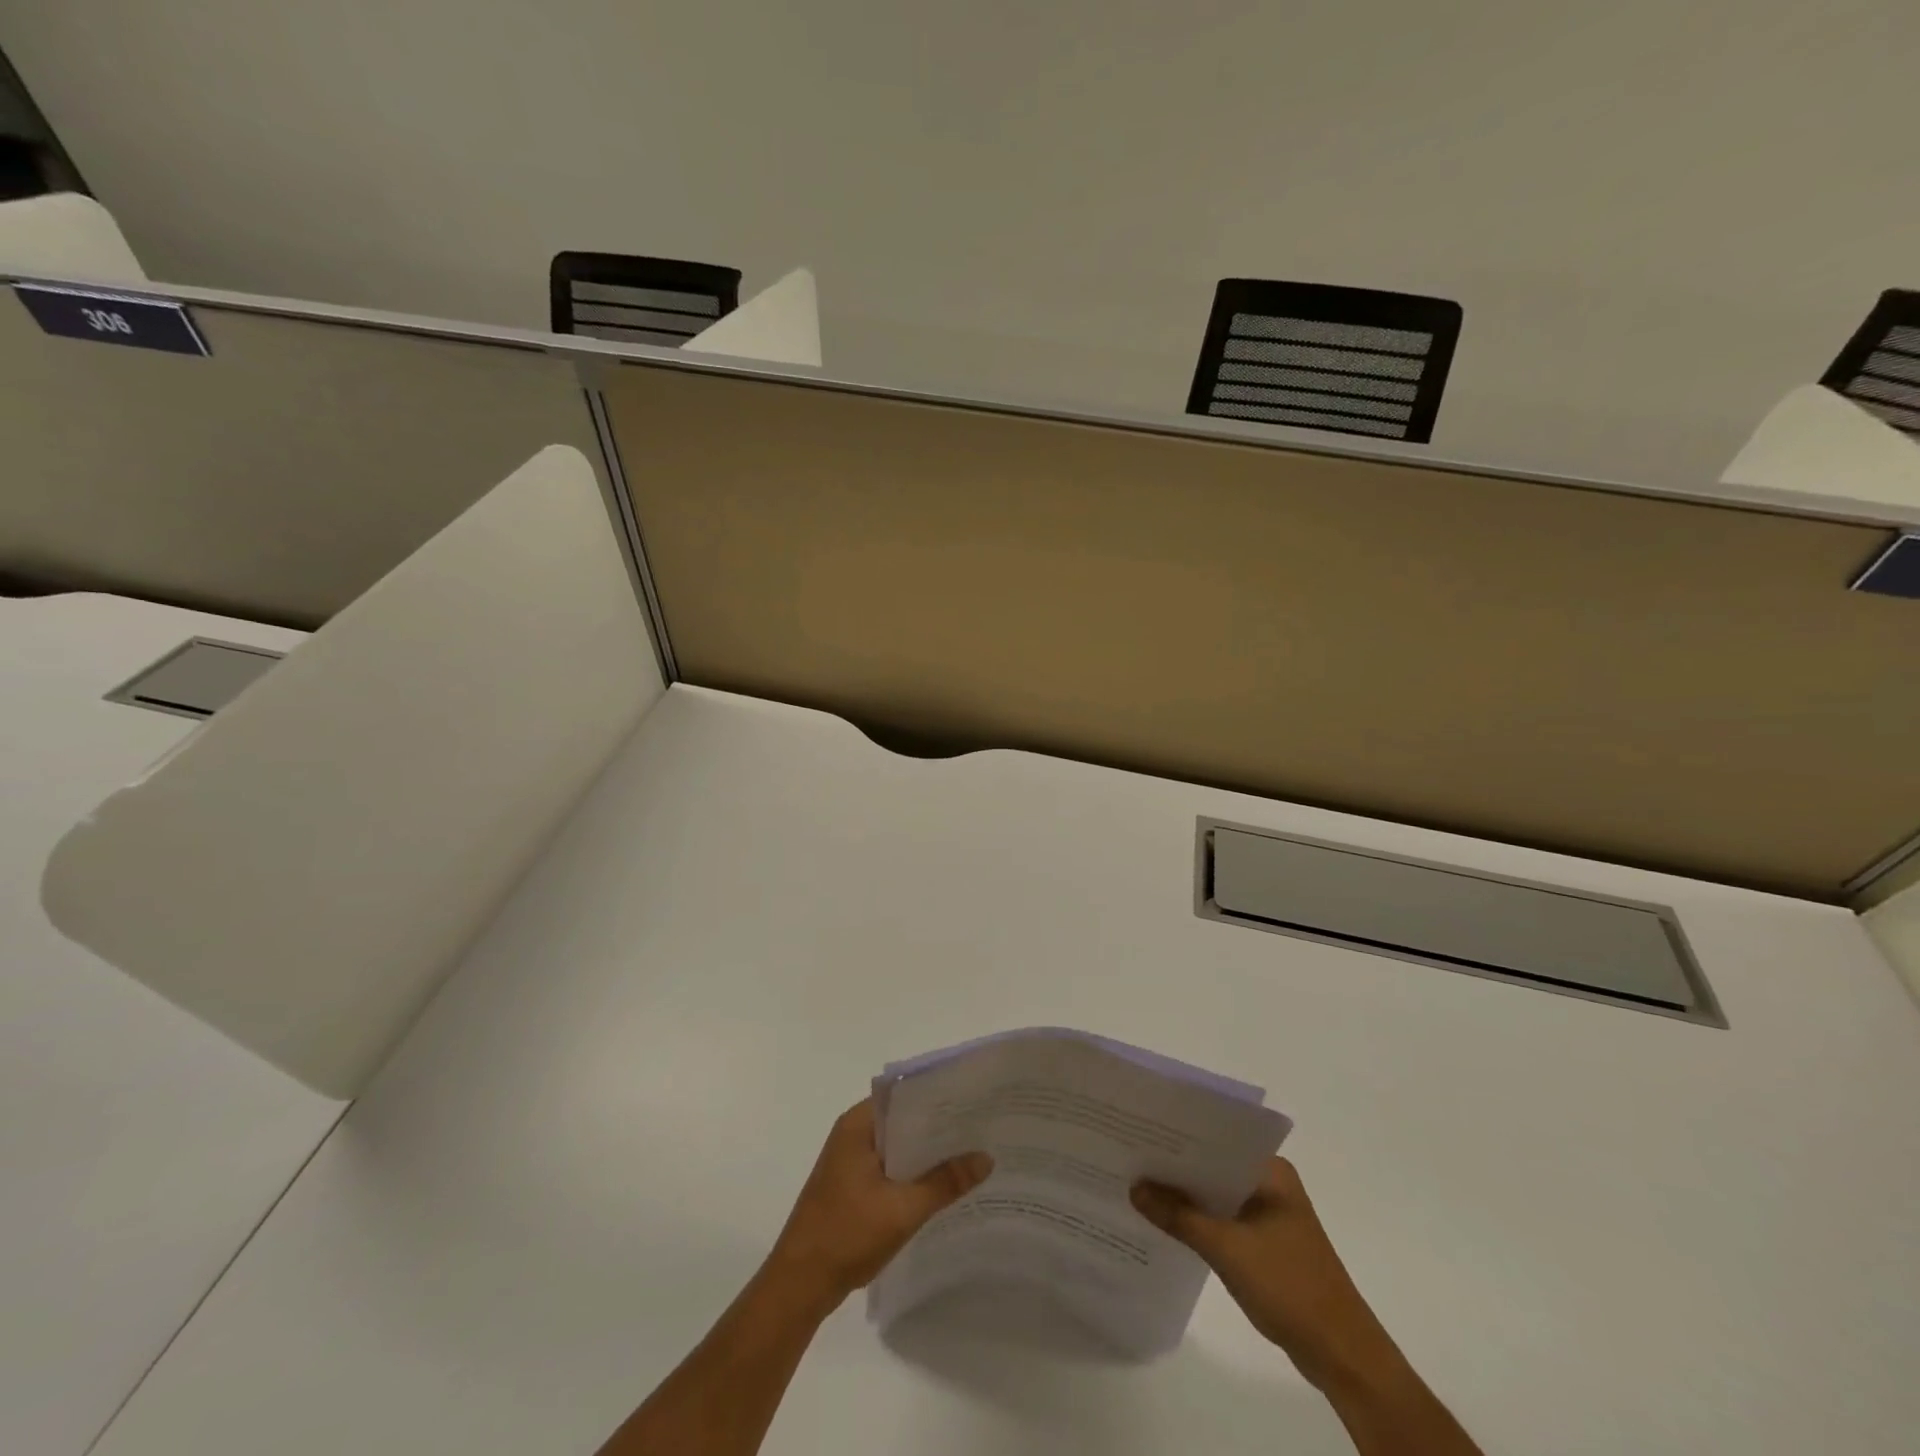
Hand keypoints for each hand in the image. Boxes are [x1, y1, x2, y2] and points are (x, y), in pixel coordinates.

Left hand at [765, 1098, 992, 1313]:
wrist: (799, 1285)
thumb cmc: (847, 1235)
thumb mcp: (903, 1209)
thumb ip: (945, 1182)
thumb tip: (986, 1157)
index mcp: (858, 1124)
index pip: (904, 1094)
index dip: (938, 1094)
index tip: (972, 1097)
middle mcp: (853, 1133)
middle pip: (903, 1119)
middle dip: (938, 1125)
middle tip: (981, 1126)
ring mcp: (850, 1160)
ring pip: (898, 1145)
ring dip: (927, 1151)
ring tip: (971, 1151)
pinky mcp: (851, 1184)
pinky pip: (890, 1166)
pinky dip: (913, 1171)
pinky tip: (943, 1184)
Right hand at [1132, 1158, 1397, 1393]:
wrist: (1341, 1354)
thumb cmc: (1288, 1286)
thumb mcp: (1226, 1248)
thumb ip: (1178, 1216)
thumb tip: (1134, 1188)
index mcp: (1270, 1170)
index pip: (1216, 1140)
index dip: (1178, 1137)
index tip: (1140, 1131)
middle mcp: (1270, 1183)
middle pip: (1213, 1167)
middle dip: (1176, 1168)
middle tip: (1130, 1157)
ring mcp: (1270, 1214)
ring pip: (1217, 1195)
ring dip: (1186, 1197)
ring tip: (1139, 1186)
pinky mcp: (1266, 1243)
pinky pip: (1224, 1220)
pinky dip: (1199, 1221)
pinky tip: (1167, 1224)